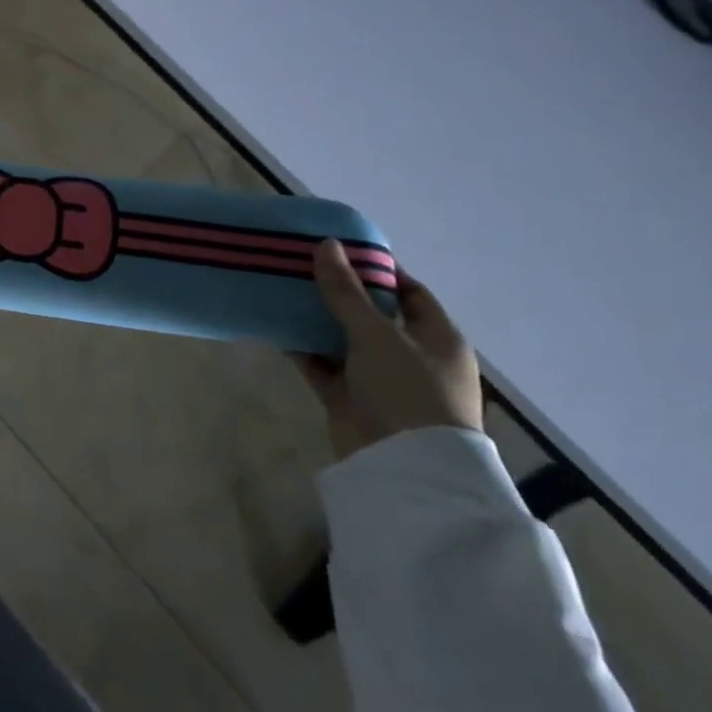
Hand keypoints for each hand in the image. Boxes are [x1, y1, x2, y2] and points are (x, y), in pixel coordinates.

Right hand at [296, 239, 482, 459]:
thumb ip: (346, 291)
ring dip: (315, 318)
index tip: (339, 250)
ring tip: (280, 288)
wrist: (403, 468)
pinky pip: (321, 364)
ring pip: (342, 338)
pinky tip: (274, 325)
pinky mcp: (349, 398)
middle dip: (338, 292)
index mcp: (437, 338)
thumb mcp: (377, 334)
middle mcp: (410, 356)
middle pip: (371, 314)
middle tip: (300, 265)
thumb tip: (327, 244)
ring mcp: (379, 379)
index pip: (409, 293)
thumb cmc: (407, 390)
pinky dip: (302, 347)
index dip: (378, 270)